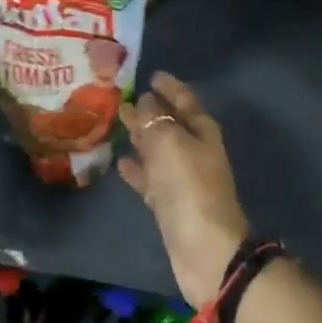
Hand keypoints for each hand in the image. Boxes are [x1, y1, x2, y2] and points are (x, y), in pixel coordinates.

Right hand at [118, 73, 248, 303]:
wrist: (204, 247)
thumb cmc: (189, 186)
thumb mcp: (170, 143)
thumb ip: (153, 120)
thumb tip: (143, 102)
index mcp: (202, 131)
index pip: (185, 100)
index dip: (170, 87)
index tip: (152, 75)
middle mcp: (194, 151)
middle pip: (170, 124)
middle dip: (150, 111)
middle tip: (124, 97)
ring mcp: (182, 178)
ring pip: (158, 150)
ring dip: (141, 137)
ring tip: (118, 123)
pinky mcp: (169, 203)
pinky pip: (150, 177)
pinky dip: (137, 168)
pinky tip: (119, 161)